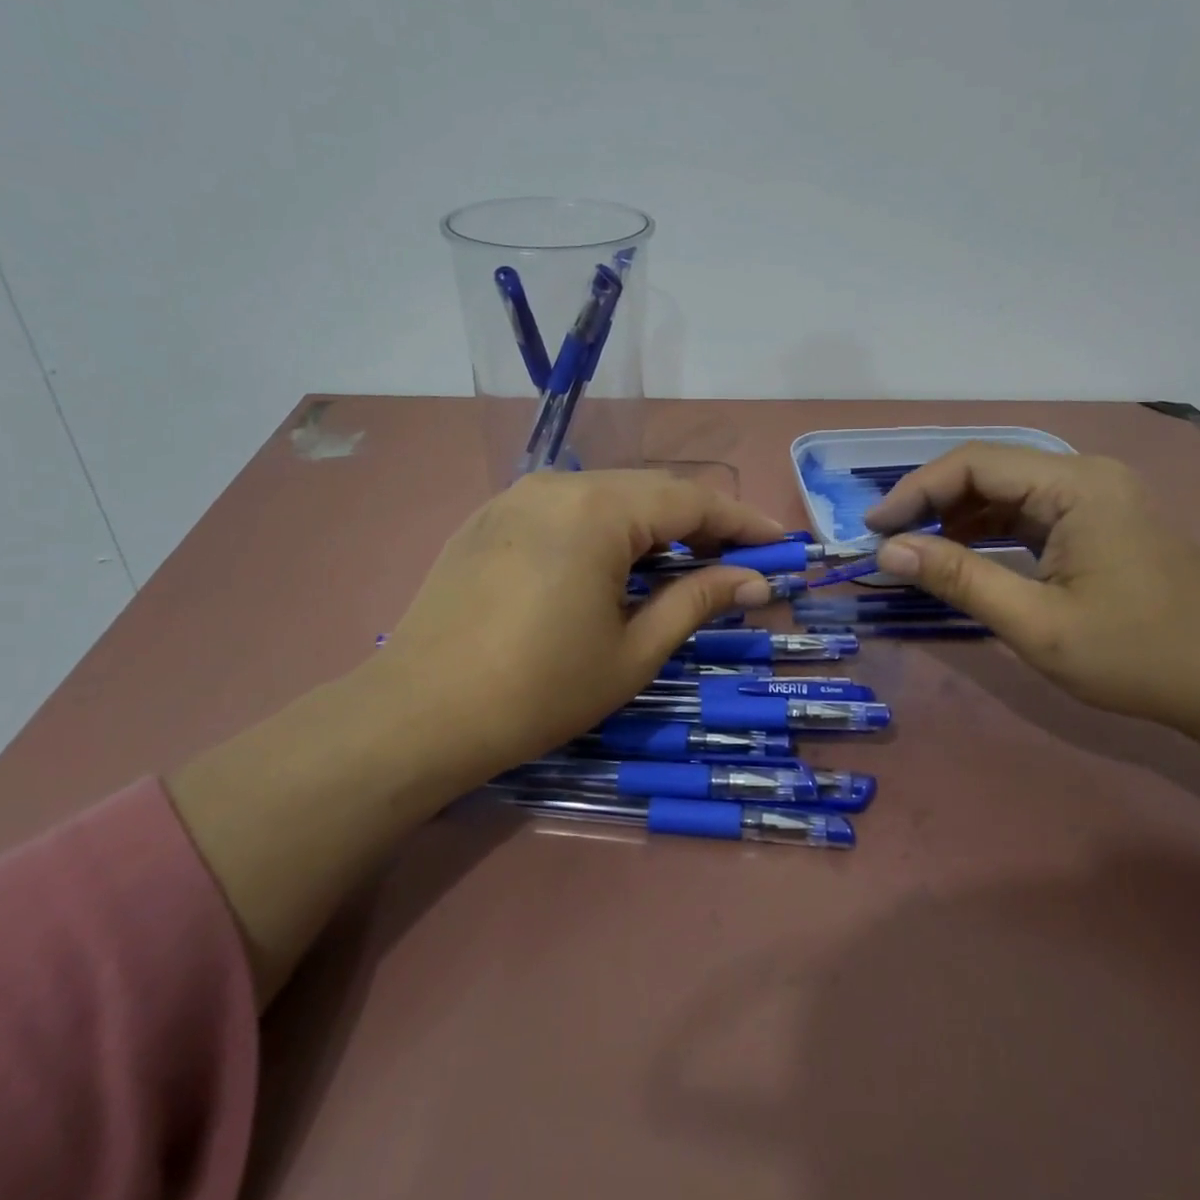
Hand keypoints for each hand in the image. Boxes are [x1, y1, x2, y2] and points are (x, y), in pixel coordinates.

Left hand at [370, 470, 783, 782]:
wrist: (417, 716)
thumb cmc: (538, 690)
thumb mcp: (633, 651)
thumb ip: (697, 601)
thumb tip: (755, 580)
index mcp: (598, 509)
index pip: (692, 501)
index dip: (743, 522)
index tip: (782, 544)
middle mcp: (559, 483)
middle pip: (652, 491)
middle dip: (702, 523)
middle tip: (738, 562)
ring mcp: (518, 495)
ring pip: (609, 496)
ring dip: (654, 525)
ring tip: (684, 565)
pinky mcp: (491, 516)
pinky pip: (568, 508)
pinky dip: (607, 528)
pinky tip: (615, 564)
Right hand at [865, 444, 1199, 733]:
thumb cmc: (1139, 654)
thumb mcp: (1037, 623)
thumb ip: (959, 579)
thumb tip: (887, 551)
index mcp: (1076, 485)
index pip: (974, 464)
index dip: (915, 491)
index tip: (874, 529)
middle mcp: (1086, 474)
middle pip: (988, 469)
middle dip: (932, 501)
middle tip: (888, 540)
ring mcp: (1097, 496)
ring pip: (1006, 490)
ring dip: (958, 516)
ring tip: (916, 550)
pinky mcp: (1100, 520)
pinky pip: (1029, 511)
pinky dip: (989, 530)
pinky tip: (963, 555)